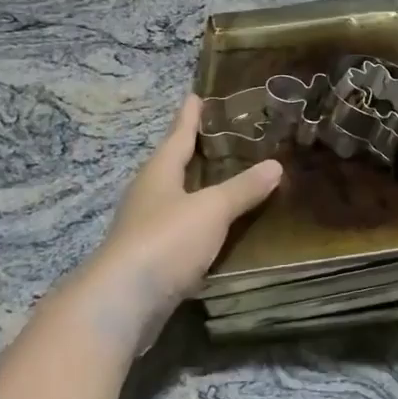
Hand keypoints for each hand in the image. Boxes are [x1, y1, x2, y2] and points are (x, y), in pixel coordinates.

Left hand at [0, 95, 279, 398]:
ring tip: (231, 180)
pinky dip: (203, 224)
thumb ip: (243, 189)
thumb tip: (275, 166)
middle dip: (198, 151)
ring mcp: (148, 228)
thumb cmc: (165, 241)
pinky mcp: (153, 260)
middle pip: (175, 165)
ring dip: (201, 189)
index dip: (190, 116)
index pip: (178, 134)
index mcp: (159, 172)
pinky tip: (221, 230)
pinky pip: (183, 230)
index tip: (197, 95)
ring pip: (179, 199)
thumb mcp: (211, 209)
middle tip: (227, 136)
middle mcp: (150, 195)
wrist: (122, 303)